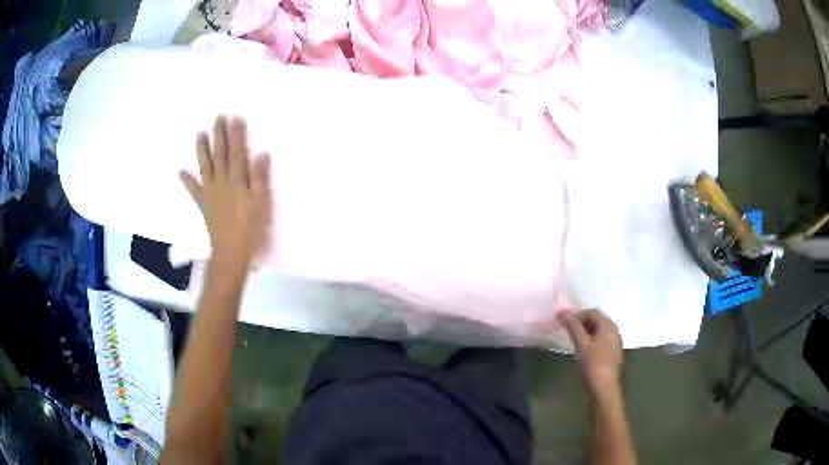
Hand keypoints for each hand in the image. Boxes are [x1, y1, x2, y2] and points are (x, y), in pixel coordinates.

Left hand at [179, 116, 271, 268]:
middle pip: (220, 154)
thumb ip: (260, 177)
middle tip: (218, 117)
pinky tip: (181, 171)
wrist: (231, 250)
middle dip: (220, 135)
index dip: (237, 134)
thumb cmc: (250, 227)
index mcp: (237, 180)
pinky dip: (187, 180)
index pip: (238, 151)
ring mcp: (210, 191)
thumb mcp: (261, 202)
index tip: (236, 118)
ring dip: (202, 149)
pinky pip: (194, 190)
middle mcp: (222, 181)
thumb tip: (261, 154)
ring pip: (206, 166)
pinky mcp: (203, 203)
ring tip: (200, 134)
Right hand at [558, 309, 622, 398]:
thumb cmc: (593, 364)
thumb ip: (572, 326)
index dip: (576, 315)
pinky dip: (589, 341)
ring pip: (597, 331)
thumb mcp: (581, 343)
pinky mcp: (611, 353)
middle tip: (566, 332)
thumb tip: (561, 311)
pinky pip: (600, 340)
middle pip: (596, 320)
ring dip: (584, 332)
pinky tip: (581, 351)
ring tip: (572, 341)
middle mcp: (613, 331)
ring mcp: (613, 343)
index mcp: (608, 325)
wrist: (603, 389)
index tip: (563, 324)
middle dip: (580, 323)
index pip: (591, 312)